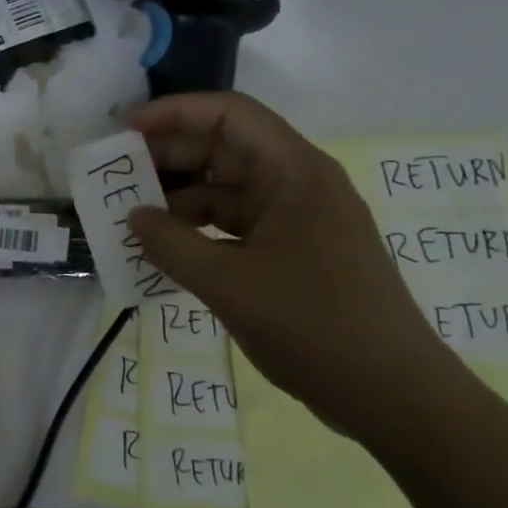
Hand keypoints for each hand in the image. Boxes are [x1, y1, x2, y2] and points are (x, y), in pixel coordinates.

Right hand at [127, 93, 465, 437]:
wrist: (390, 394)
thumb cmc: (314, 325)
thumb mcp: (228, 283)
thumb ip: (171, 245)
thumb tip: (132, 218)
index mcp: (294, 173)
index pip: (229, 116)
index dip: (175, 114)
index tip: (126, 132)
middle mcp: (297, 186)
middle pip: (224, 150)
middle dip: (168, 158)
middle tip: (116, 178)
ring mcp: (296, 222)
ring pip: (225, 192)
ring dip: (177, 201)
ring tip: (130, 220)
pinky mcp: (291, 254)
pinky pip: (233, 228)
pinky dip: (196, 233)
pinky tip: (163, 251)